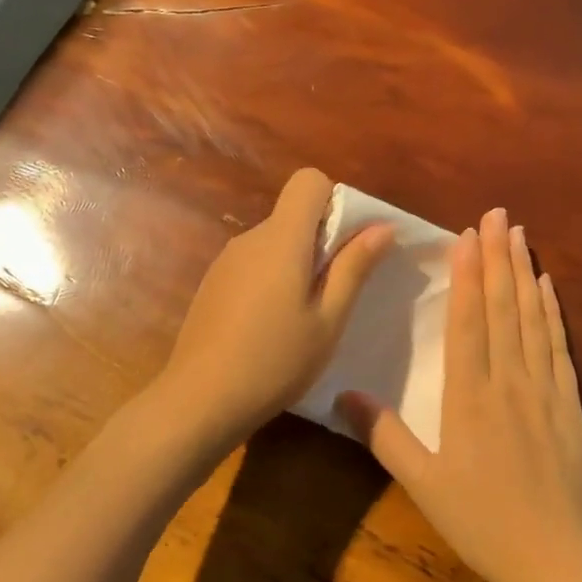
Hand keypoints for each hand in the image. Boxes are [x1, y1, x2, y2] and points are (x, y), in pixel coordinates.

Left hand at [159, 168, 394, 444]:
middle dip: (321, 240)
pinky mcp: (212, 284)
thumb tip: (382, 226)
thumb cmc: (276, 361)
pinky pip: (253, 264)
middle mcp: (250, 238)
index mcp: (281, 239)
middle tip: (334, 294)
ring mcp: (225, 261)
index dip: (334, 201)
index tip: (346, 245)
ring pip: (274, 242)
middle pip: (293, 214)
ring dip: (296, 264)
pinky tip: (269, 327)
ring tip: (303, 318)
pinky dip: (271, 280)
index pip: (308, 181)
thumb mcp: (328, 320)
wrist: (200, 400)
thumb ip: (354, 267)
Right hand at [339, 207, 581, 581]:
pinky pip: (560, 347)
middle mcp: (509, 381)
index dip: (468, 276)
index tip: (466, 236)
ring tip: (520, 234)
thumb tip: (343, 392)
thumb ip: (384, 436)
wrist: (557, 559)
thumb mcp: (422, 484)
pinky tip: (549, 288)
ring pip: (533, 319)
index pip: (469, 322)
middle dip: (498, 257)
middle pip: (503, 308)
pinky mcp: (570, 405)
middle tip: (497, 214)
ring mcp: (545, 390)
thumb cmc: (482, 522)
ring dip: (525, 273)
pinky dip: (553, 312)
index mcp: (469, 397)